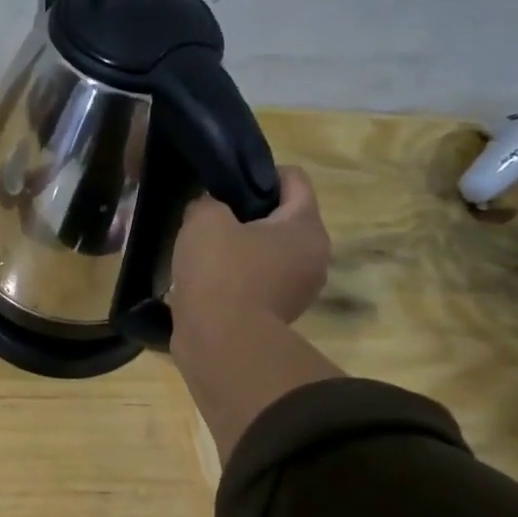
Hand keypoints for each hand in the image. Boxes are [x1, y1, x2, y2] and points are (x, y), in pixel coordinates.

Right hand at [166, 169, 342, 461]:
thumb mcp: (204, 220)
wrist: (221, 344)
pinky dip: (236, 277)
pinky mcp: (276, 316)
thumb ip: (207, 203)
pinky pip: (258, 282)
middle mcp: (314, 257)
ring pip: (269, 253)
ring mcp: (298, 290)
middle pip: (283, 218)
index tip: (226, 183)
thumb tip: (208, 210)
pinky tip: (207, 280)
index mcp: (306, 226)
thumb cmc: (220, 273)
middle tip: (211, 217)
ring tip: (203, 251)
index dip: (259, 173)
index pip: (294, 179)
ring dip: (241, 248)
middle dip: (249, 214)